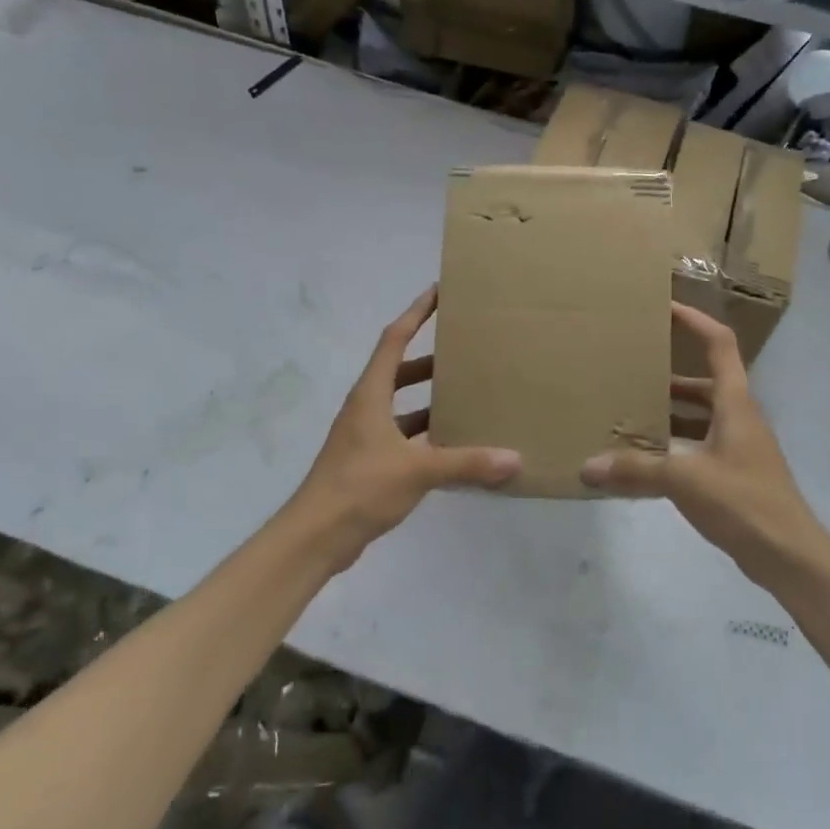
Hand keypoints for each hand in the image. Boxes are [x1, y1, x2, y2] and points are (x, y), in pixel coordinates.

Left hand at [288, 287, 521, 559]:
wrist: (315, 536)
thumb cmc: (360, 487)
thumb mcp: (417, 470)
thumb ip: (466, 463)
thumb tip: (514, 459)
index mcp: (371, 395)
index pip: (394, 339)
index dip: (415, 313)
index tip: (438, 292)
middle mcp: (366, 408)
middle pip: (399, 370)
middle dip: (430, 359)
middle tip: (465, 351)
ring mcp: (366, 437)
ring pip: (402, 406)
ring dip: (429, 399)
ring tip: (467, 395)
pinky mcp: (370, 463)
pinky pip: (404, 436)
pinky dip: (427, 435)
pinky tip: (454, 445)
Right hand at [581, 304, 829, 589]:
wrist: (788, 554)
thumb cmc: (744, 501)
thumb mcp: (685, 479)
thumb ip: (636, 470)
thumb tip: (587, 466)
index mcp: (735, 404)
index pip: (719, 345)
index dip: (695, 322)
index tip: (666, 308)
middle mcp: (739, 418)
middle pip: (705, 383)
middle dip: (670, 375)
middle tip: (632, 371)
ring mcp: (738, 448)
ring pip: (700, 418)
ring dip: (670, 413)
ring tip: (629, 413)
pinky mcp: (733, 475)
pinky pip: (697, 447)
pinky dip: (673, 447)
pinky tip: (644, 462)